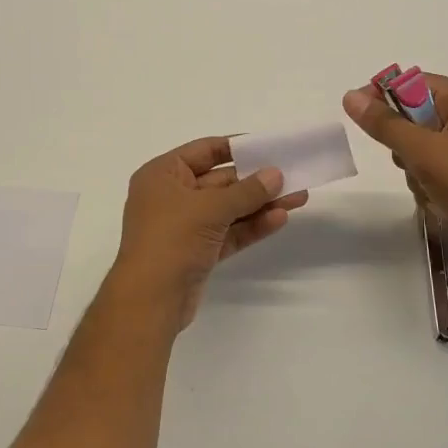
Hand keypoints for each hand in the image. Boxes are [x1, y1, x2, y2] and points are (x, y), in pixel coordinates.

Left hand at [107, 137, 308, 332]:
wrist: (149, 301)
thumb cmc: (171, 240)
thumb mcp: (210, 209)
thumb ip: (246, 191)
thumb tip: (275, 174)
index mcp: (163, 174)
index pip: (204, 150)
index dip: (237, 147)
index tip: (269, 146)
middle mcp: (171, 196)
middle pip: (220, 180)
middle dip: (256, 180)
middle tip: (293, 175)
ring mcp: (185, 226)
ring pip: (228, 209)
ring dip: (260, 204)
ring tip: (298, 197)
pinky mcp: (198, 251)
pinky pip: (228, 232)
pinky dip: (251, 226)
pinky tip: (279, 219)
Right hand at [343, 75, 447, 274]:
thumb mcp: (422, 152)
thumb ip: (384, 124)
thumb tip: (350, 96)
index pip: (415, 83)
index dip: (384, 97)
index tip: (361, 118)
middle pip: (418, 116)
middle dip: (404, 143)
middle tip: (408, 163)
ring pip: (425, 146)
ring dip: (416, 168)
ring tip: (428, 188)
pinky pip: (441, 166)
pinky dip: (432, 181)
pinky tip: (438, 201)